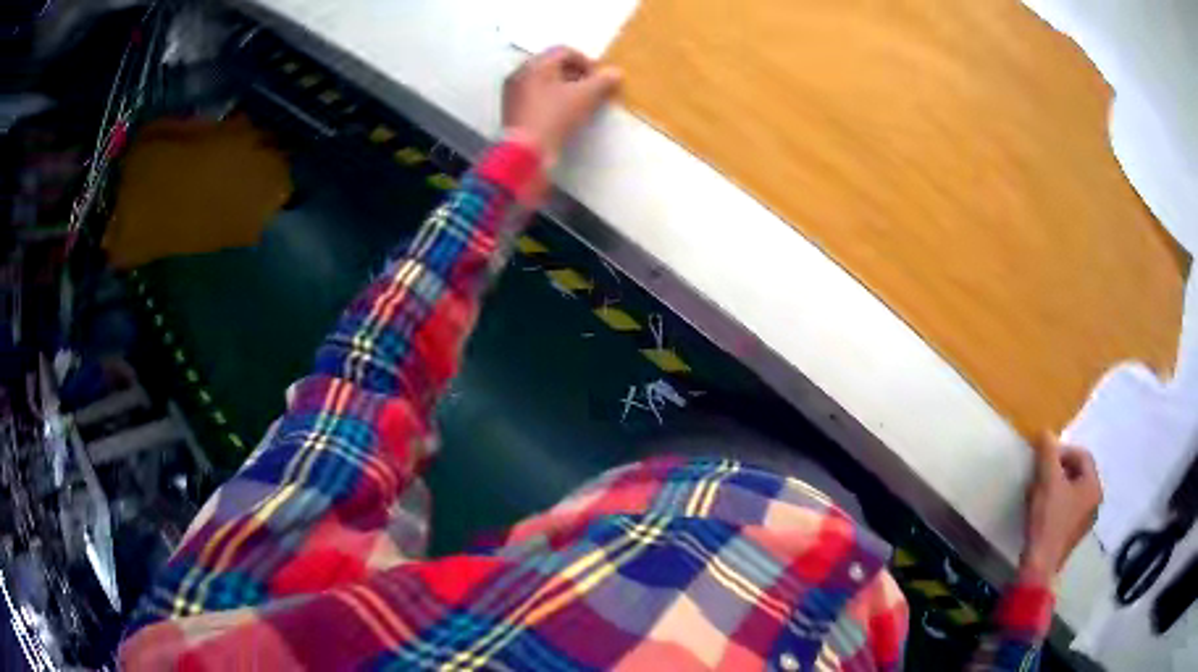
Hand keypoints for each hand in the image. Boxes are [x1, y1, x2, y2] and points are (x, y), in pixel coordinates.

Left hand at [503, 47, 621, 164]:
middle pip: (552, 65)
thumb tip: (616, 72)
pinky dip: (550, 99)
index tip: (599, 79)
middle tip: (591, 90)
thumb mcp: (585, 97)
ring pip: (543, 81)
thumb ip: (603, 81)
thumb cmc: (555, 117)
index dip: (587, 62)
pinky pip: (534, 95)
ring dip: (563, 87)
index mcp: (536, 64)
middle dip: (575, 74)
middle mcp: (520, 72)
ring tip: (578, 103)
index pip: (565, 51)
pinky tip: (561, 114)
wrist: (525, 153)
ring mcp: (512, 91)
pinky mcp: (511, 110)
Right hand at [1019, 432, 1102, 582]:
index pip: (1081, 456)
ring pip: (1071, 492)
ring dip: (1055, 487)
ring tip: (1037, 493)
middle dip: (1057, 471)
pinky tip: (1041, 512)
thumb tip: (1046, 433)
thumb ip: (1048, 453)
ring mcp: (1085, 521)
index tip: (1043, 460)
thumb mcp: (1047, 481)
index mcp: (1094, 486)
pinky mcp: (1073, 535)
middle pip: (1077, 474)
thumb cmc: (1048, 520)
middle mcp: (1095, 501)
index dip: (1061, 452)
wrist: (1039, 566)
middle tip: (1039, 476)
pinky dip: (1056, 504)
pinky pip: (1068, 509)